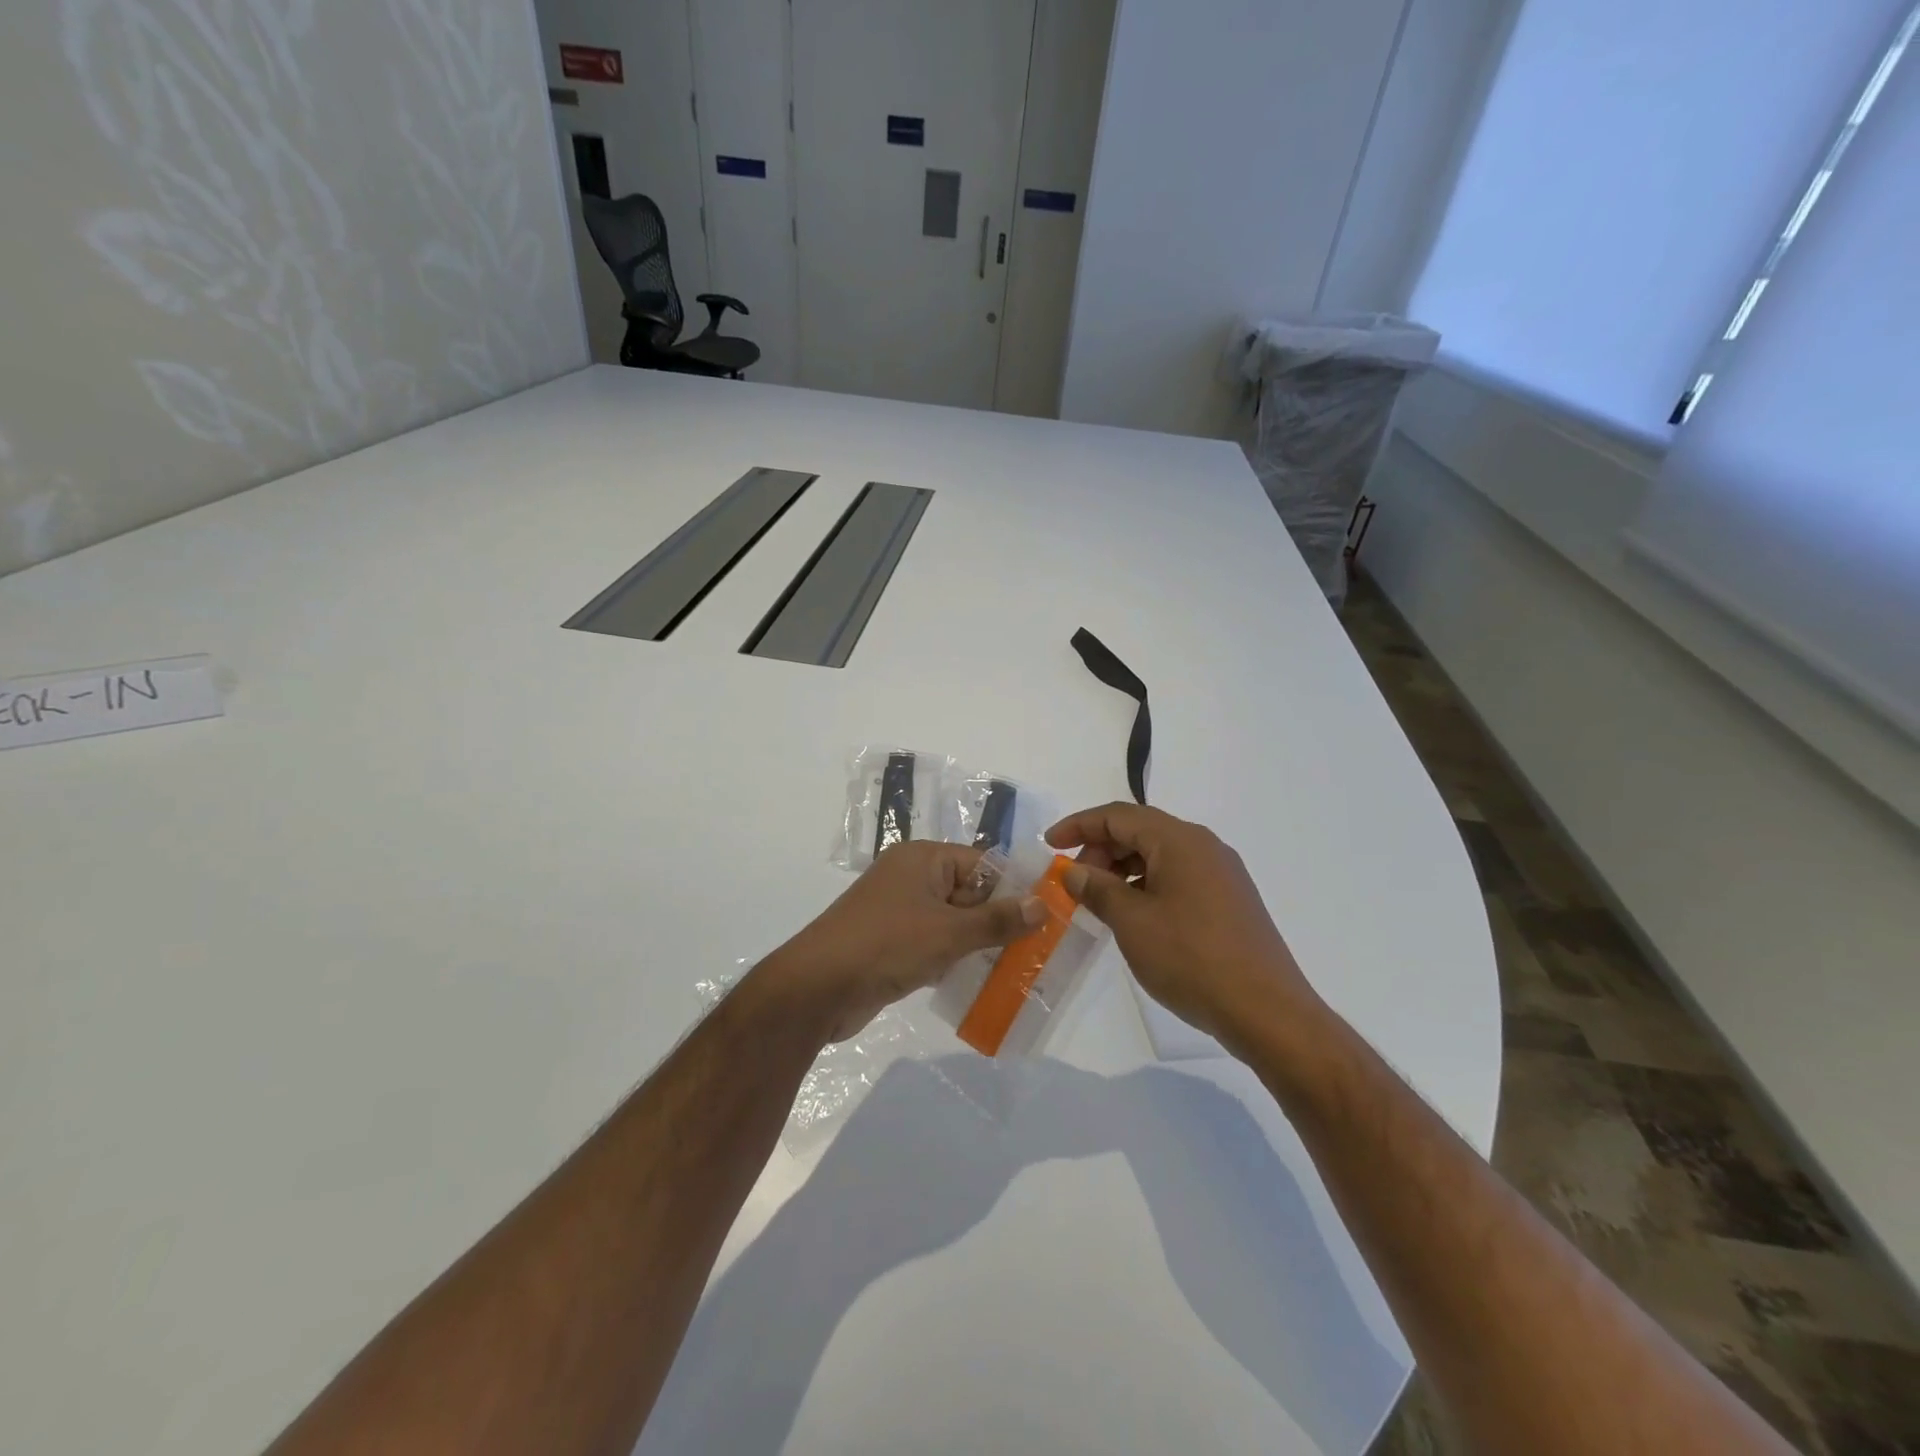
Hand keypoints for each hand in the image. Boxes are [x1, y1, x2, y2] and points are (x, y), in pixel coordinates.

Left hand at [755, 842, 1045, 1044]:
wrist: (816, 989)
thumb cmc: (886, 945)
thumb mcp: (949, 933)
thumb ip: (997, 920)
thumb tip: (1042, 905)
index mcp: (923, 859)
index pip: (981, 864)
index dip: (1013, 889)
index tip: (1047, 918)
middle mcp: (911, 878)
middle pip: (969, 894)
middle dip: (999, 921)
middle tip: (1040, 950)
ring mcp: (899, 912)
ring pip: (953, 923)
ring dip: (979, 945)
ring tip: (1019, 970)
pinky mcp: (891, 944)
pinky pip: (935, 945)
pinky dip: (955, 960)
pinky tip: (982, 983)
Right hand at [1047, 803, 1322, 1051]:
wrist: (1267, 1011)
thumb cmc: (1191, 959)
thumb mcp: (1132, 922)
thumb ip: (1098, 888)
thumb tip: (1074, 870)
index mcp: (1180, 840)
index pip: (1118, 815)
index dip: (1079, 825)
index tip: (1049, 844)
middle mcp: (1204, 846)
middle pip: (1140, 830)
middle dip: (1101, 849)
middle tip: (1076, 883)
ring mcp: (1222, 873)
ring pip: (1160, 855)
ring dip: (1123, 869)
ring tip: (1100, 902)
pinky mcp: (1231, 900)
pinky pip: (1179, 876)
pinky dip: (1148, 885)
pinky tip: (1135, 916)